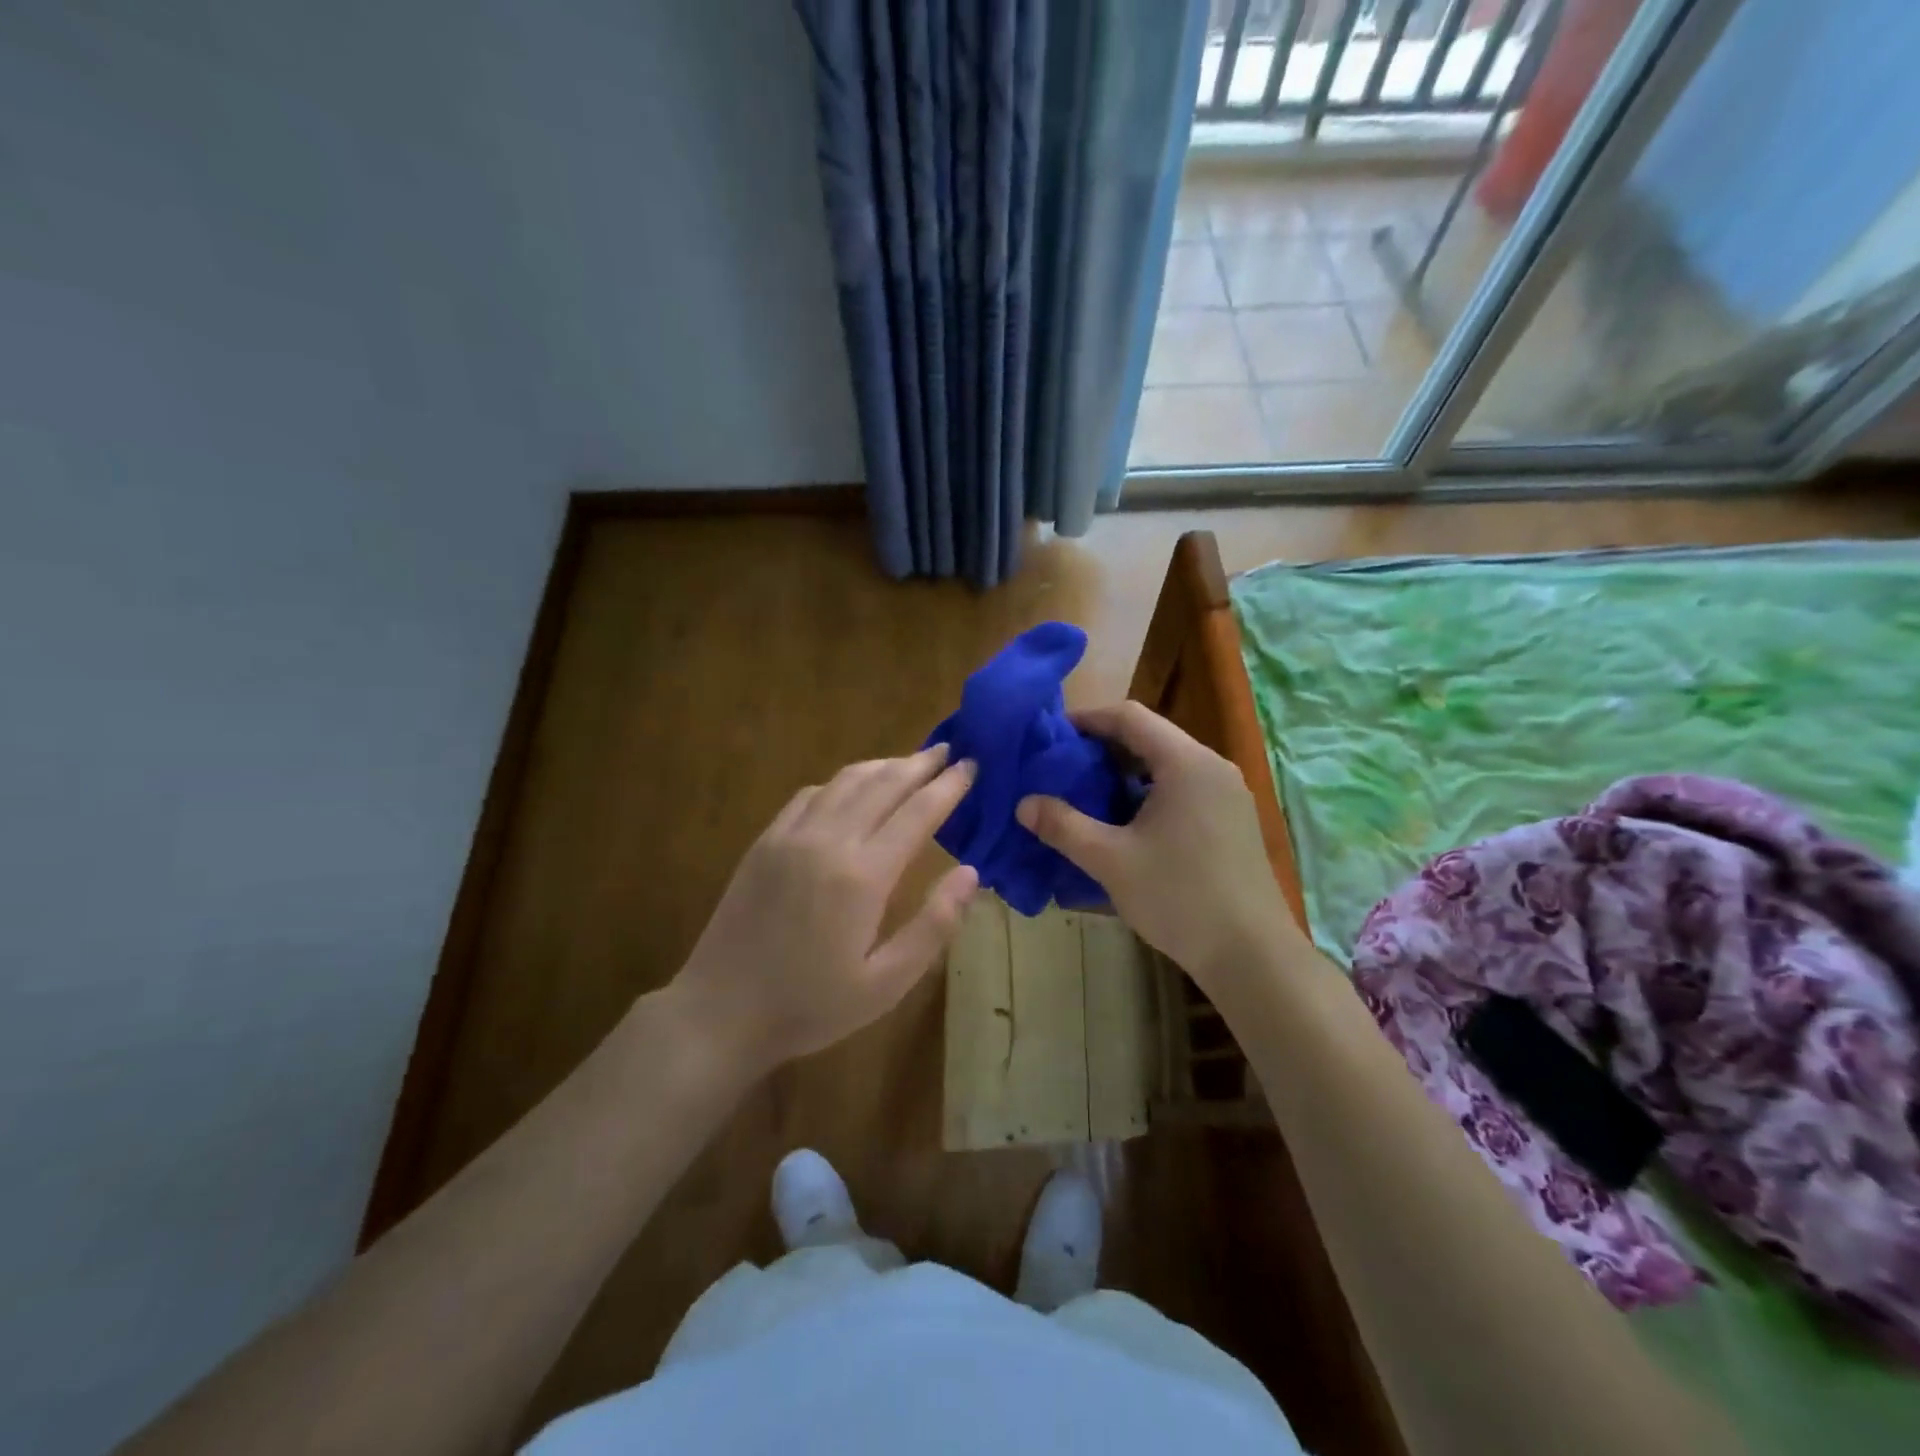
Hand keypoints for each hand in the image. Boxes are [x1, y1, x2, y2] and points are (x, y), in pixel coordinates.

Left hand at [674, 744, 978, 1072]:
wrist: (721, 1011)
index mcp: (863, 875)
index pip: (918, 812)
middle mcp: (828, 840)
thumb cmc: (811, 1006)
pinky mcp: (764, 842)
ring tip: (909, 762)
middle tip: (949, 749)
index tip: (972, 765)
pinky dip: (840, 782)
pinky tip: (850, 789)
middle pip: (883, 784)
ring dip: (882, 766)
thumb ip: (934, 926)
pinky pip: (810, 794)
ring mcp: (790, 836)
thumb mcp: (886, 984)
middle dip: (920, 764)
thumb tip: (971, 873)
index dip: (949, 786)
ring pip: (845, 781)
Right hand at [1016, 702, 1300, 994]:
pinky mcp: (1233, 818)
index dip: (1087, 719)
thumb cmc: (1178, 897)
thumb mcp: (1110, 860)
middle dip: (1102, 747)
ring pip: (1167, 763)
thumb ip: (1063, 826)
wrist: (1251, 954)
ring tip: (1087, 793)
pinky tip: (1126, 821)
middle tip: (1062, 767)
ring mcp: (1228, 793)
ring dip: (1125, 771)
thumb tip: (1023, 804)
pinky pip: (1183, 787)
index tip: (1052, 737)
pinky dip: (1149, 791)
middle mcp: (1212, 766)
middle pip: (1150, 736)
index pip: (1130, 717)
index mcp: (1185, 763)